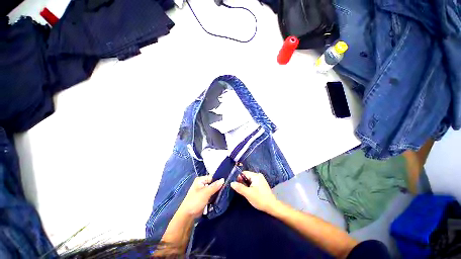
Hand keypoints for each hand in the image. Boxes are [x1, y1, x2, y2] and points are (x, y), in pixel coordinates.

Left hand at [178, 176, 223, 218]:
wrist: (187, 216)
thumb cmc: (195, 201)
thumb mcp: (206, 193)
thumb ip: (215, 186)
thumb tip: (223, 179)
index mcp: (200, 180)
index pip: (213, 177)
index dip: (219, 180)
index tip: (226, 183)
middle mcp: (202, 183)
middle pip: (213, 183)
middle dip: (219, 187)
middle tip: (226, 189)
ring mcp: (203, 191)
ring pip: (213, 189)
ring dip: (217, 192)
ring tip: (224, 194)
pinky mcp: (204, 197)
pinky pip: (212, 194)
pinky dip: (215, 196)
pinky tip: (220, 198)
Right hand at [231, 171, 278, 212]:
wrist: (272, 206)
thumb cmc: (260, 199)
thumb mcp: (248, 193)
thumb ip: (239, 187)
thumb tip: (231, 183)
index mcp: (255, 175)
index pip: (244, 173)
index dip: (239, 178)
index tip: (236, 185)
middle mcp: (258, 175)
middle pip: (247, 176)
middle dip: (242, 182)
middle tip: (240, 190)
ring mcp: (261, 180)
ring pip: (250, 180)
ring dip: (246, 185)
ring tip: (245, 192)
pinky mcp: (262, 184)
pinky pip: (253, 183)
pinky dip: (250, 186)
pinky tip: (250, 192)